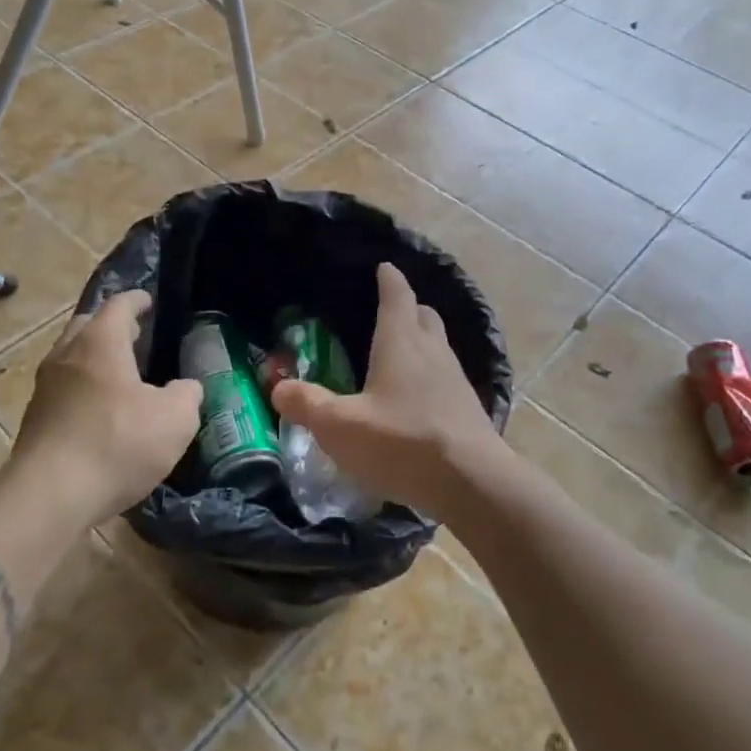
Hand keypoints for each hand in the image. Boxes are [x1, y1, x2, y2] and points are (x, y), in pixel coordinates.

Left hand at [13, 291, 202, 526]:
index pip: (119, 305)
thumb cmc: (117, 444)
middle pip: (87, 325)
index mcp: (100, 342)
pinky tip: (102, 411)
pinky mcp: (35, 419)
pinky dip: (83, 388)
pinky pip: (63, 389)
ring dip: (94, 359)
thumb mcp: (175, 420)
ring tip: (122, 375)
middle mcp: (66, 355)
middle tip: (136, 337)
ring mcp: (45, 387)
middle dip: (111, 326)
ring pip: (71, 358)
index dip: (137, 301)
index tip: (149, 302)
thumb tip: (185, 388)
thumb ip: (187, 395)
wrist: (50, 496)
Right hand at [271, 263, 503, 519]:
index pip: (397, 296)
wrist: (472, 483)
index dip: (389, 279)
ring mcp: (455, 380)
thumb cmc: (401, 443)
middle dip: (408, 308)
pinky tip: (419, 398)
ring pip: (439, 346)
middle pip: (424, 316)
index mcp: (400, 343)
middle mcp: (432, 352)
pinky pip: (447, 378)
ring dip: (422, 341)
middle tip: (391, 310)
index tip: (384, 267)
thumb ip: (307, 405)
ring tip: (402, 353)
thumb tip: (278, 387)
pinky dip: (431, 376)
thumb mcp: (340, 427)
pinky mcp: (468, 409)